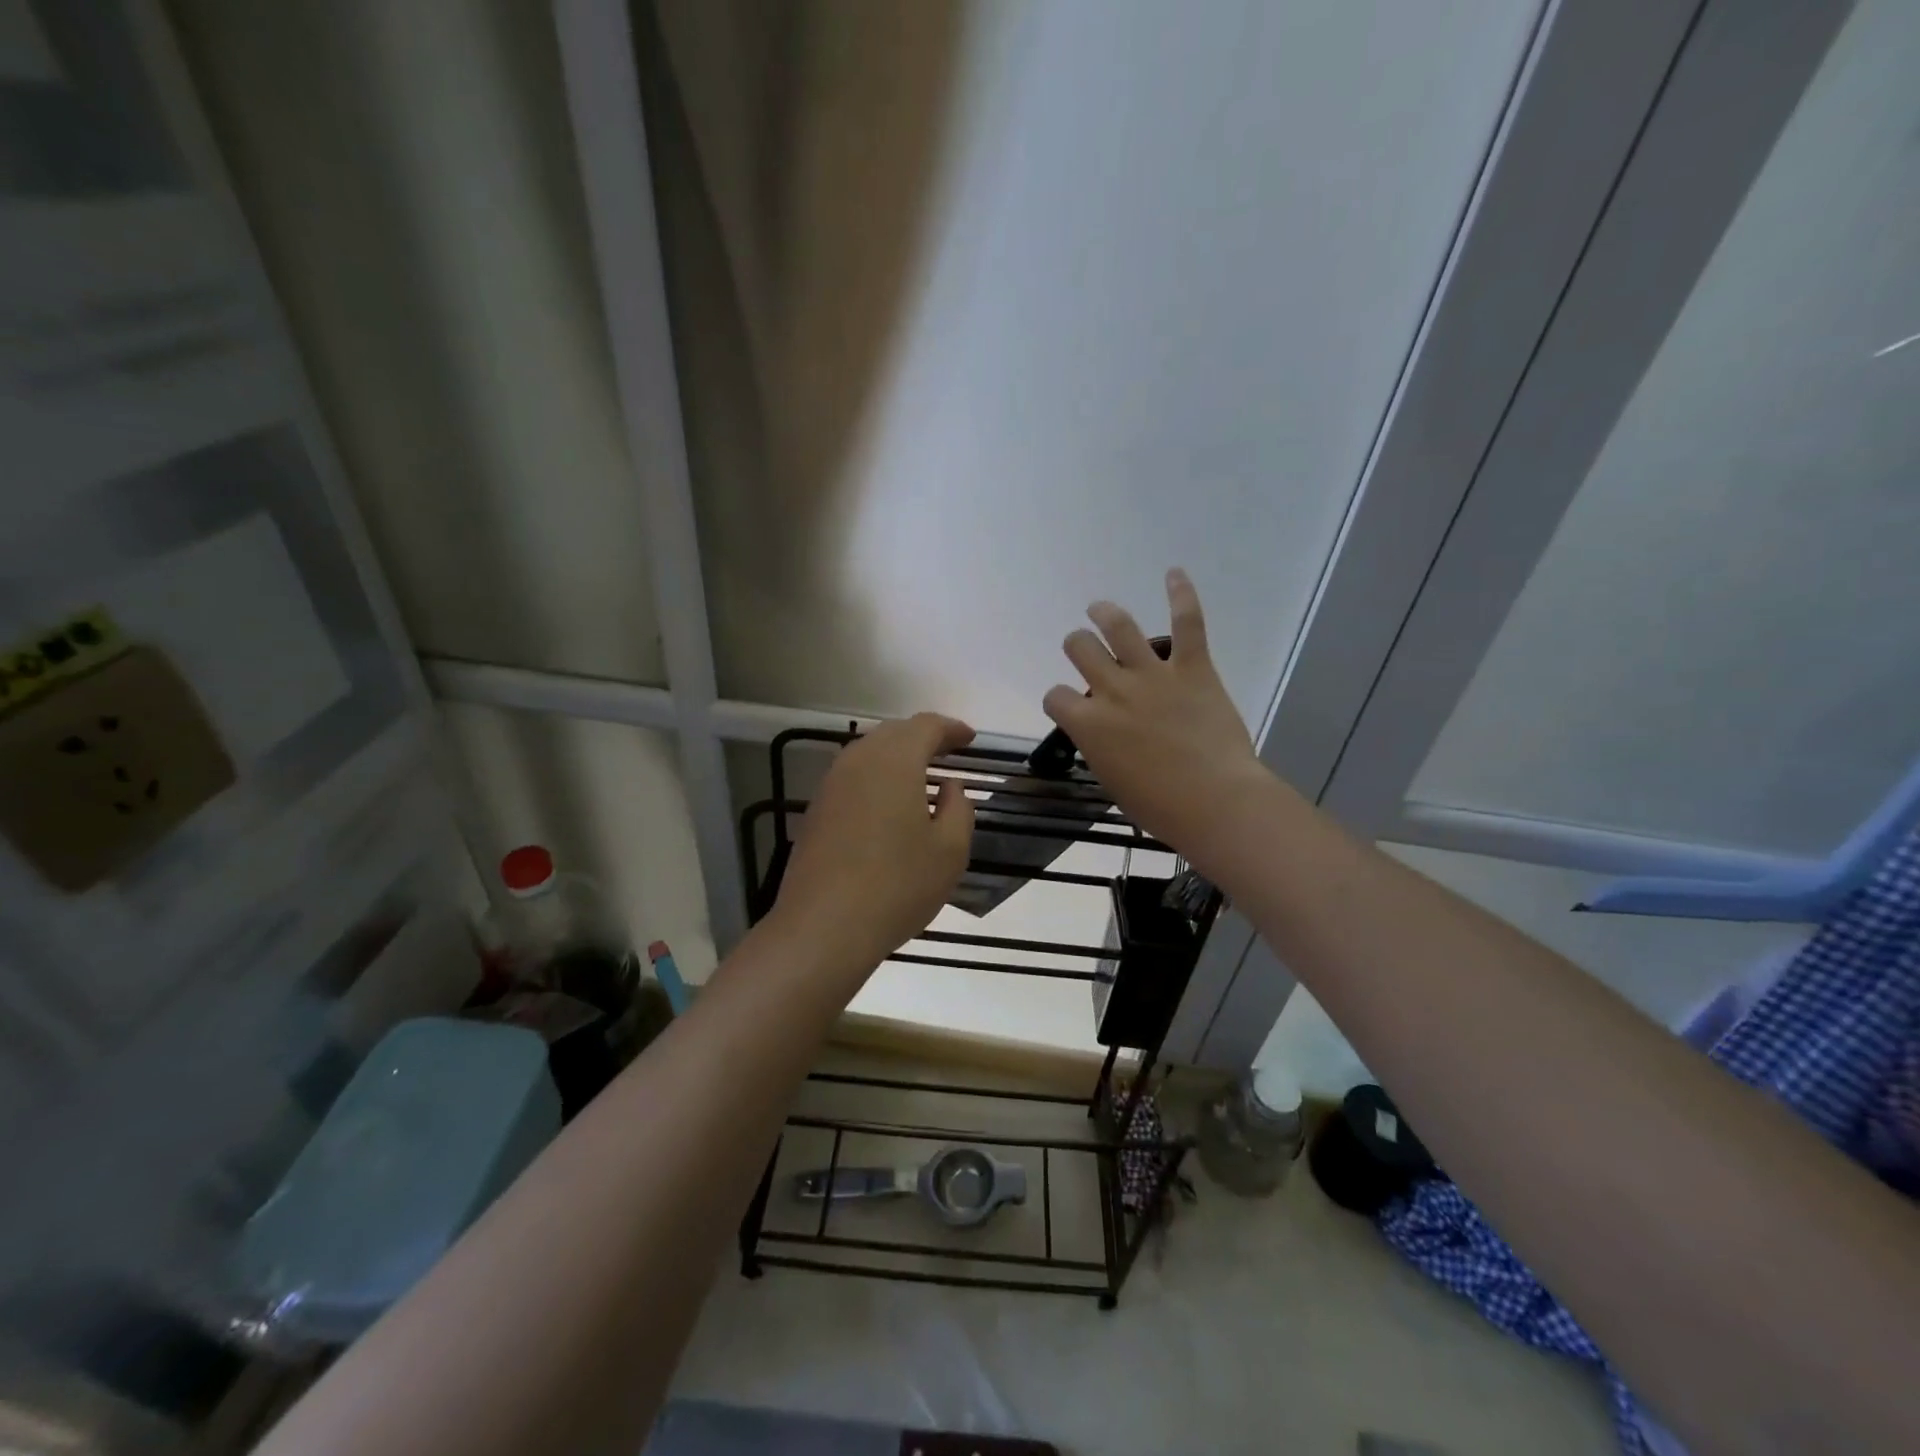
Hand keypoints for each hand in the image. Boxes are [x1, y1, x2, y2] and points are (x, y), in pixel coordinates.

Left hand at [770, 713, 977, 975]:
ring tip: (920, 774)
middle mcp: (858, 761)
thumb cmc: (897, 886)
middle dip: (923, 737)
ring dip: (896, 756)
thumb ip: (959, 809)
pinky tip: (888, 803)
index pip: (926, 726)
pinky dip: (876, 778)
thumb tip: (950, 787)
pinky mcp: (816, 810)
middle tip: (948, 751)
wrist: (823, 927)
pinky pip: (852, 777)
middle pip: (894, 733)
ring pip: (868, 753)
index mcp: (895, 761)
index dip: (951, 728)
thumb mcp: (950, 851)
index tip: (970, 738)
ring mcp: (831, 785)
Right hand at [1043, 569, 1270, 872]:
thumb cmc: (1159, 806)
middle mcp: (1113, 689)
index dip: (1059, 699)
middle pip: (1080, 647)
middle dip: (1077, 645)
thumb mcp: (1113, 781)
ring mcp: (1153, 675)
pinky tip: (1174, 573)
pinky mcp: (1193, 668)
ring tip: (1100, 610)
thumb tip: (1105, 737)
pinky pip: (1187, 622)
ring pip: (1118, 625)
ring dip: (1105, 613)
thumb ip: (1101, 748)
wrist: (1215, 801)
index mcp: (1088, 724)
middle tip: (1085, 649)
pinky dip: (1181, 594)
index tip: (1069, 706)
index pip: (1055, 696)